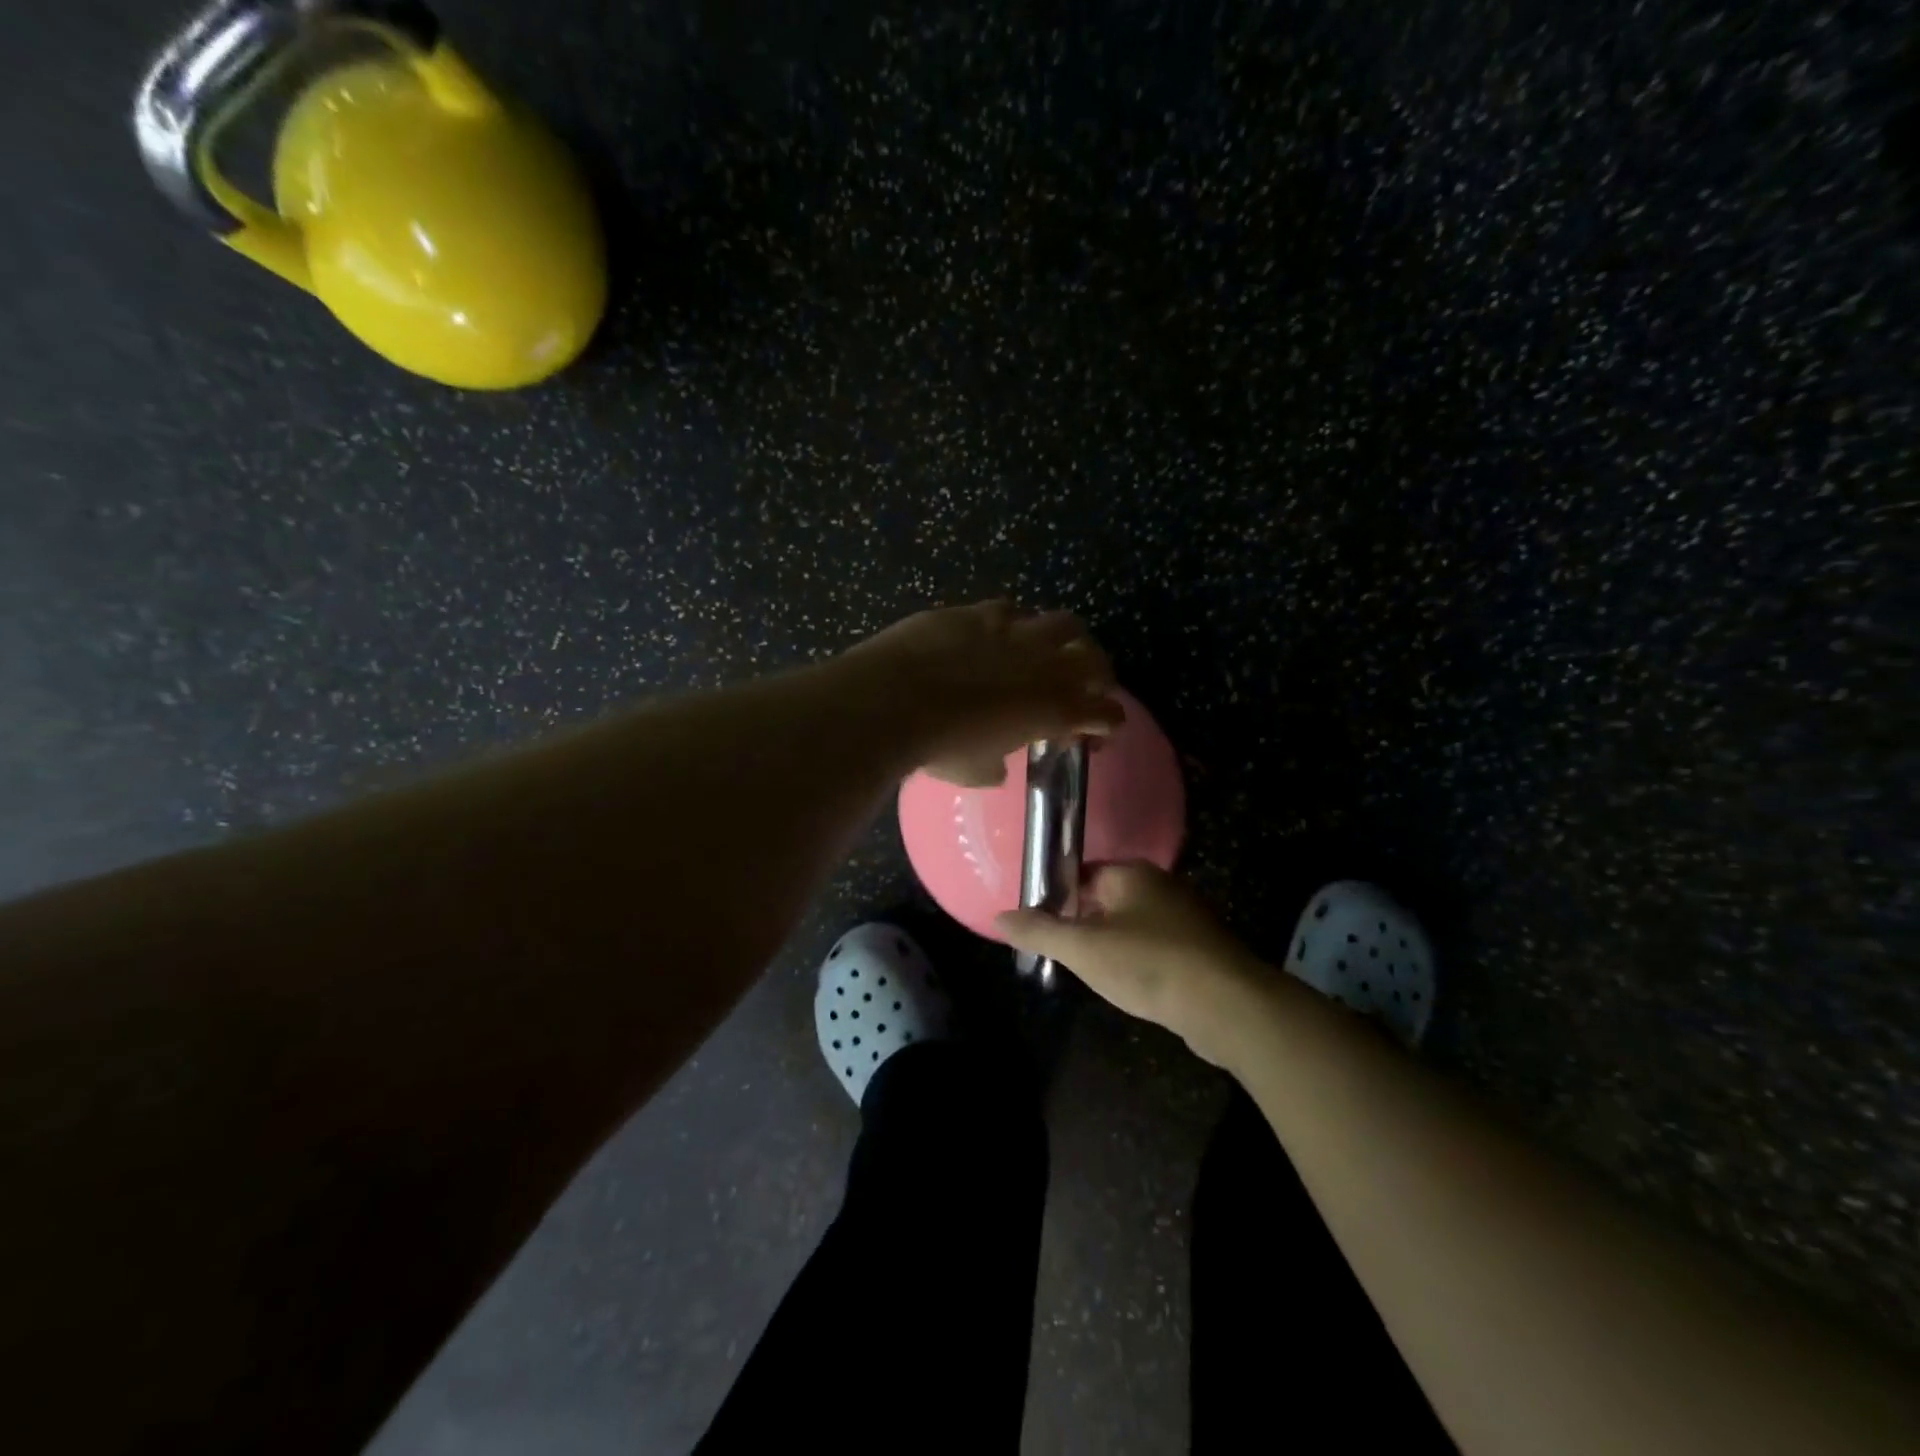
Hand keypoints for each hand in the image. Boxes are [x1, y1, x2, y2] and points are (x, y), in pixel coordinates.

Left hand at [843, 601, 1124, 785]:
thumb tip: (995, 767)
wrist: (895, 698)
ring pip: (1062, 622)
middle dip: (1097, 674)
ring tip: (1047, 652)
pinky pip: (1011, 610)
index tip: (1095, 734)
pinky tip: (998, 635)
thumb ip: (995, 766)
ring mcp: (1015, 630)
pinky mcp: (978, 611)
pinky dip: (1014, 624)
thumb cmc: (940, 746)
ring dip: (1063, 639)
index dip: (1106, 724)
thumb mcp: (975, 772)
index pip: (1106, 713)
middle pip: (1096, 659)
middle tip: (1083, 688)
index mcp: (1056, 709)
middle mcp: (1046, 664)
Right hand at [996, 863, 1266, 1063]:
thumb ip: (1040, 931)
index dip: (1055, 896)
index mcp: (1130, 874)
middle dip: (1080, 923)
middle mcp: (1158, 886)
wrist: (1227, 1006)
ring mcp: (1183, 918)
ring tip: (1085, 971)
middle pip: (1104, 898)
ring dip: (1108, 944)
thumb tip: (999, 916)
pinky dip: (1134, 961)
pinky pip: (1153, 947)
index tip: (1036, 922)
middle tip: (1056, 951)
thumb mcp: (1083, 949)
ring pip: (1129, 925)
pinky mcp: (1198, 950)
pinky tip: (1125, 984)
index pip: (1081, 874)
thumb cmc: (1149, 964)